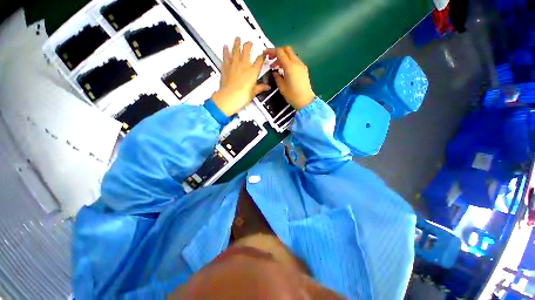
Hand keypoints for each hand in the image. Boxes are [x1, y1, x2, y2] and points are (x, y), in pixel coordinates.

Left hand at [212, 37, 270, 115]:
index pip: (259, 60)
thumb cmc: (243, 96)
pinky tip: (225, 46)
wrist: (229, 97)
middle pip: (246, 50)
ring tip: (237, 38)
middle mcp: (244, 64)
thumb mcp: (254, 92)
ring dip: (237, 43)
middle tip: (249, 42)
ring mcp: (234, 64)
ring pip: (235, 50)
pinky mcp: (225, 66)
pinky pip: (225, 56)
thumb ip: (261, 88)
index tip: (263, 54)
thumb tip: (268, 87)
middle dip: (248, 45)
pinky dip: (225, 51)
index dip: (262, 56)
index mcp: (253, 71)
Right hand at [264, 47, 314, 109]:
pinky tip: (284, 70)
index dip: (271, 51)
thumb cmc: (292, 96)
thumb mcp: (281, 87)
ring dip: (283, 57)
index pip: (280, 52)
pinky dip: (288, 62)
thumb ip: (277, 77)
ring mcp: (302, 66)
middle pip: (287, 49)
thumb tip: (275, 72)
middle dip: (278, 51)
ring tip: (276, 67)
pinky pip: (295, 61)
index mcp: (290, 66)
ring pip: (291, 55)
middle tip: (271, 59)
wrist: (305, 101)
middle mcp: (297, 63)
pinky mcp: (304, 70)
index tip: (265, 54)